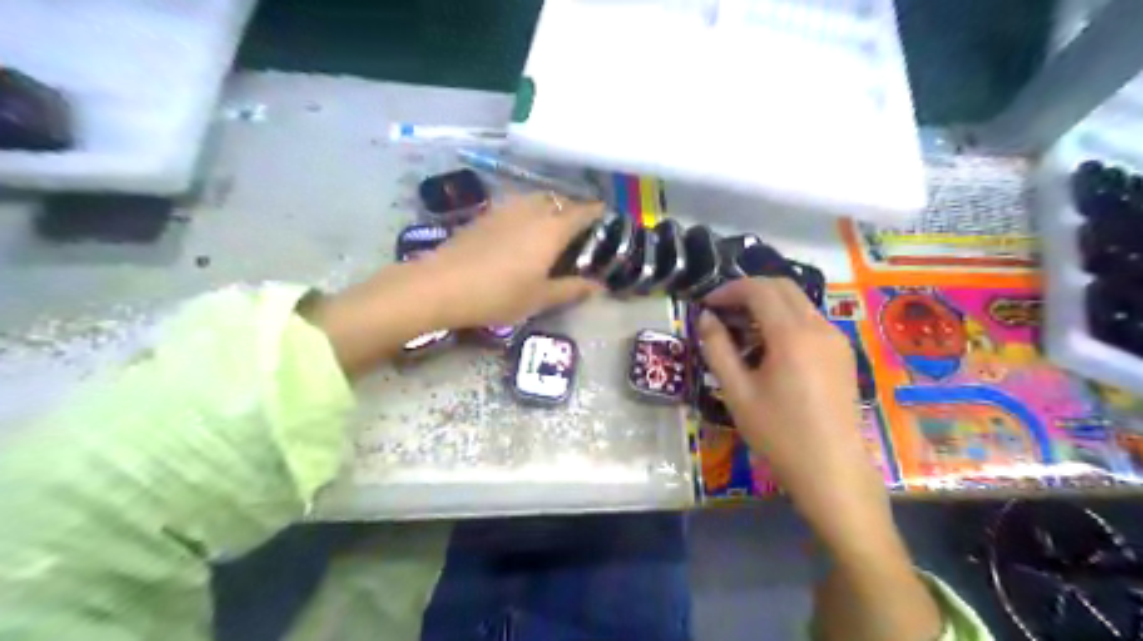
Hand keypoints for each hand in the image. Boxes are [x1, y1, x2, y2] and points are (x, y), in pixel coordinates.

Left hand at [423, 192, 606, 326]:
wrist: (442, 285)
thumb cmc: (499, 294)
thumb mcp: (540, 298)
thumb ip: (572, 289)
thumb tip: (599, 286)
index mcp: (552, 228)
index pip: (584, 211)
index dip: (599, 214)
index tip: (608, 222)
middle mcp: (532, 210)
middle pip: (561, 200)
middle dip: (575, 210)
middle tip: (581, 232)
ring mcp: (506, 209)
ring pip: (538, 199)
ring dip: (551, 208)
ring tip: (553, 231)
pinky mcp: (486, 214)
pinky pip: (518, 205)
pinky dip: (530, 213)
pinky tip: (524, 234)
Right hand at [697, 277, 892, 547]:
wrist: (831, 470)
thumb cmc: (778, 433)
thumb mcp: (737, 391)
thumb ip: (717, 348)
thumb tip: (705, 318)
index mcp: (792, 335)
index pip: (759, 290)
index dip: (729, 290)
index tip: (707, 304)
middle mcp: (819, 327)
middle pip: (782, 287)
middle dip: (748, 291)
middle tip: (721, 310)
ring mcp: (836, 339)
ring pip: (798, 302)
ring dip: (767, 304)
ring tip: (741, 330)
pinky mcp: (842, 353)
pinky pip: (810, 321)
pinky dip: (784, 319)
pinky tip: (768, 347)